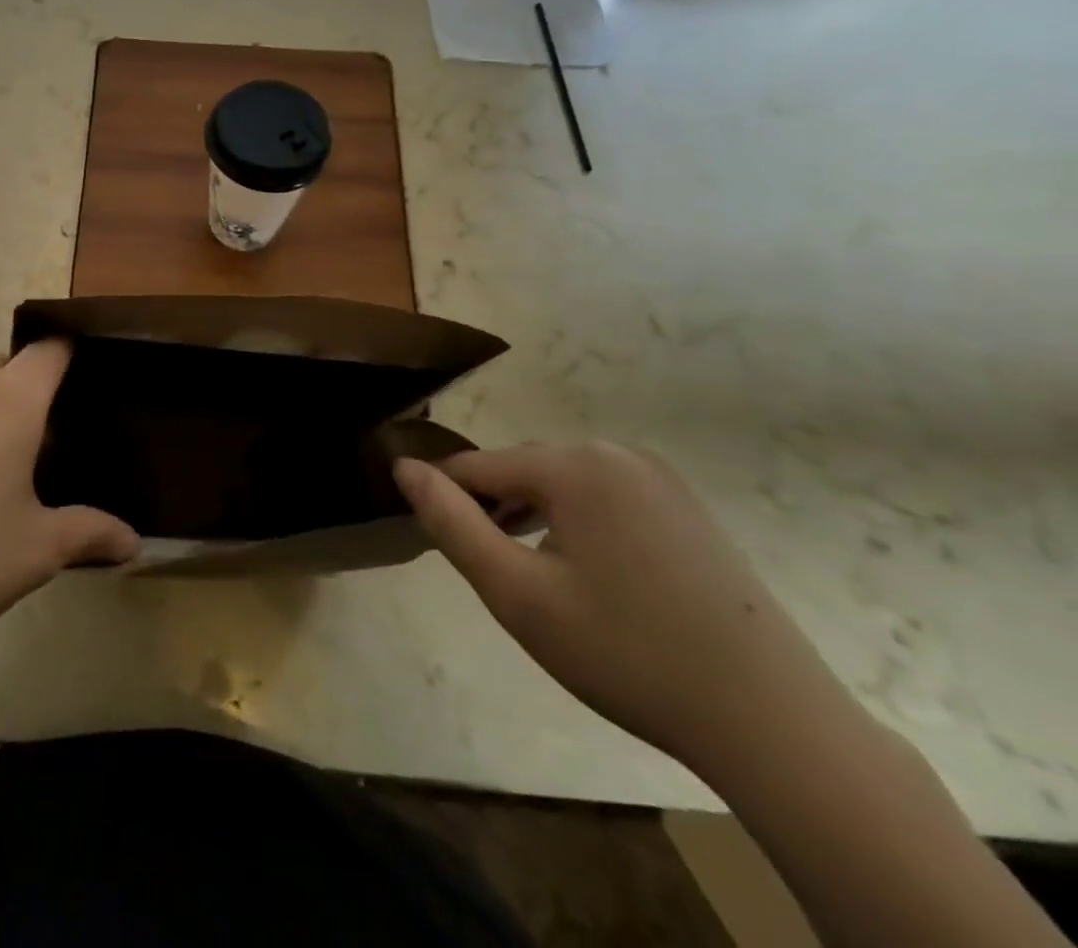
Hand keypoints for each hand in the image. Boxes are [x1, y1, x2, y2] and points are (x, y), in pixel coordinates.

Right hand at [395, 443, 855, 772]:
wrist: (774, 724)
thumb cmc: (626, 654)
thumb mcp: (517, 593)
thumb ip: (450, 522)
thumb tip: (403, 467)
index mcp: (575, 464)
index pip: (477, 466)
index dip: (448, 502)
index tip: (441, 547)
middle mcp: (617, 453)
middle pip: (522, 470)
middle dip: (496, 511)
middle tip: (499, 578)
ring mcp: (660, 478)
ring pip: (563, 484)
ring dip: (535, 519)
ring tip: (538, 580)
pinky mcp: (687, 508)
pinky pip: (606, 498)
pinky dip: (580, 525)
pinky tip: (592, 579)